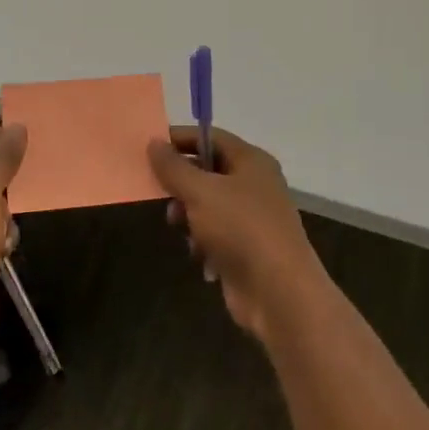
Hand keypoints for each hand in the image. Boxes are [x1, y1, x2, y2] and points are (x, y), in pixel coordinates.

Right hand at [147, 127, 329, 342]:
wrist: (278, 292)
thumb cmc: (240, 229)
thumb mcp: (200, 192)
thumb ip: (174, 167)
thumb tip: (154, 143)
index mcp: (251, 161)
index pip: (211, 137)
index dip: (181, 138)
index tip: (150, 146)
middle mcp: (254, 185)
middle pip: (208, 171)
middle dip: (181, 183)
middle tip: (159, 192)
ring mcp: (252, 218)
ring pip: (208, 205)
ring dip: (189, 215)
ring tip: (178, 226)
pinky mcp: (246, 249)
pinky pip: (215, 234)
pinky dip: (203, 241)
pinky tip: (199, 254)